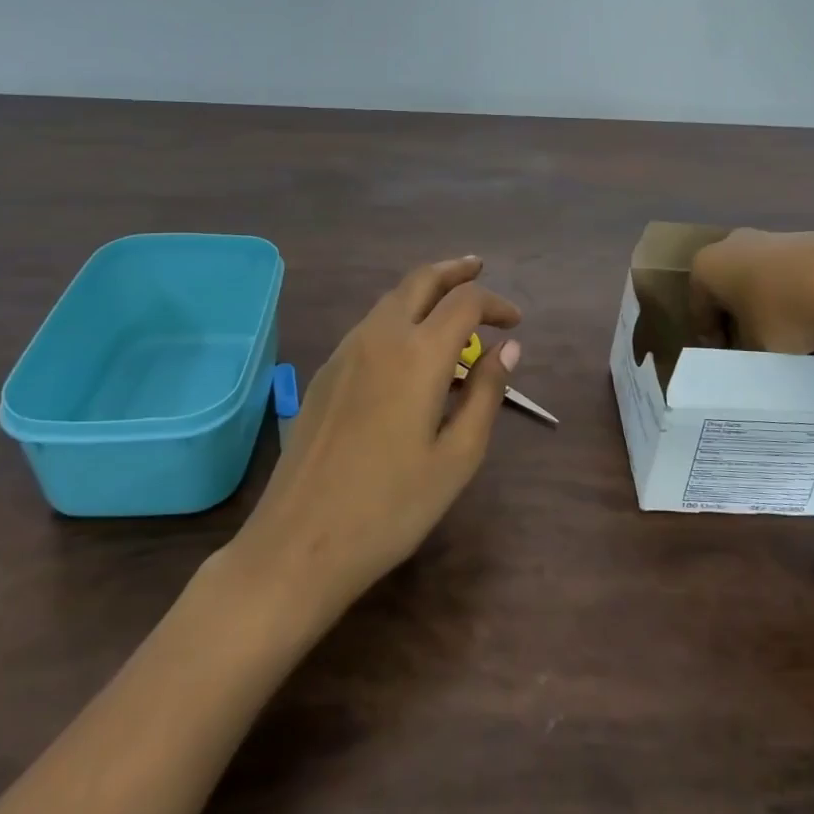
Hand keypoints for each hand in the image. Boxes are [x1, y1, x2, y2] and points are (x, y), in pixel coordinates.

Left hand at [237, 256, 521, 616]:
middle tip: (479, 269)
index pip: (465, 301)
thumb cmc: (391, 507)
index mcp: (418, 354)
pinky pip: (370, 324)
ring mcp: (345, 352)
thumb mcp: (457, 457)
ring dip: (425, 289)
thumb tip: (508, 349)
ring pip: (391, 298)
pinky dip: (400, 313)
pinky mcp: (324, 372)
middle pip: (421, 280)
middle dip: (455, 270)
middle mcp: (380, 337)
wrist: (298, 544)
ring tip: (449, 301)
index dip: (496, 303)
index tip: (515, 323)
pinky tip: (409, 343)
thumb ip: (487, 393)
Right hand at [691, 228, 813, 353]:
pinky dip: (789, 293)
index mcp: (706, 266)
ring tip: (782, 334)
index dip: (710, 338)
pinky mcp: (802, 239)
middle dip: (735, 315)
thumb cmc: (782, 314)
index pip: (698, 307)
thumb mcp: (755, 347)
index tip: (724, 360)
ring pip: (757, 277)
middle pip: (726, 287)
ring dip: (763, 302)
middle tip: (748, 345)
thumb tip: (749, 352)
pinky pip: (786, 273)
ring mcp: (768, 237)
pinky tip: (807, 316)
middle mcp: (730, 244)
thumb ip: (744, 350)